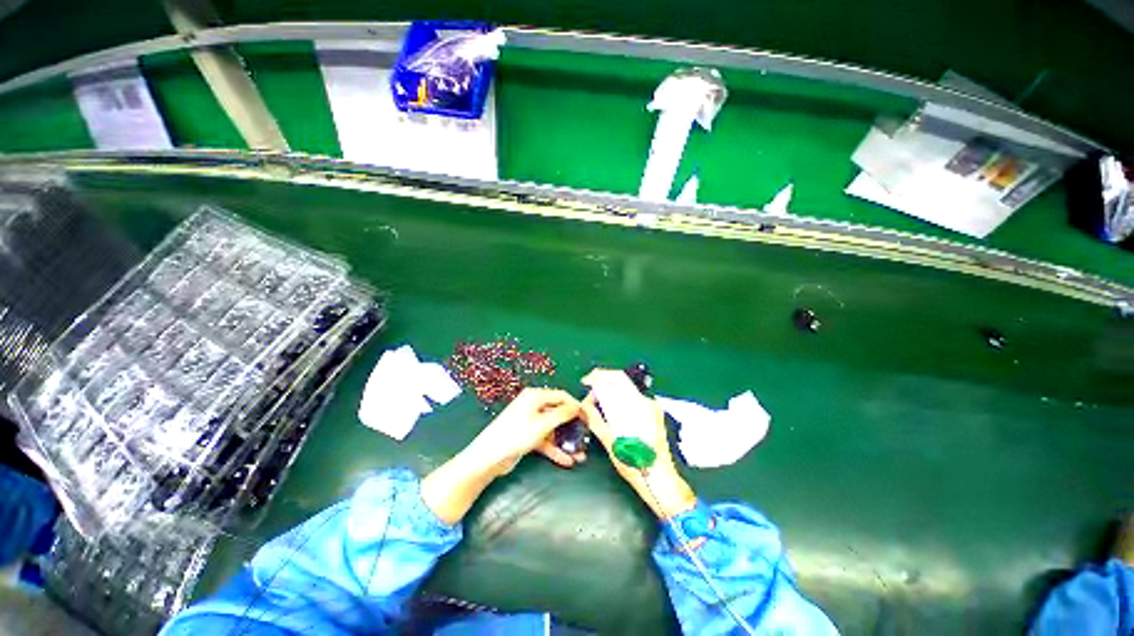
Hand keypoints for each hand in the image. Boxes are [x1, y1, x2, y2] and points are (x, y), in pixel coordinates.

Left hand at [467, 387, 586, 474]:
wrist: (488, 458)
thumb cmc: (516, 435)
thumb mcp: (543, 424)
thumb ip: (562, 414)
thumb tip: (578, 406)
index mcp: (535, 396)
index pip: (562, 396)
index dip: (576, 406)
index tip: (589, 418)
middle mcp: (533, 405)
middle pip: (558, 413)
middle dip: (572, 426)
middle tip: (586, 437)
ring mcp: (530, 421)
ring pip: (553, 428)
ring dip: (566, 440)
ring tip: (580, 454)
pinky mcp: (527, 435)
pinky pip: (545, 439)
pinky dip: (555, 448)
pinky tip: (567, 460)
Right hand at [580, 369, 695, 518]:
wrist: (662, 482)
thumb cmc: (636, 465)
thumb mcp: (611, 443)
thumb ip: (596, 420)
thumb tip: (584, 405)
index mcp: (638, 406)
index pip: (617, 377)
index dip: (598, 375)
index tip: (586, 382)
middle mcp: (647, 402)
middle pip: (621, 382)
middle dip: (602, 385)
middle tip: (590, 398)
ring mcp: (652, 408)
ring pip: (626, 391)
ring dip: (609, 393)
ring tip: (597, 406)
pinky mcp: (653, 415)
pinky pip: (632, 400)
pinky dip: (618, 402)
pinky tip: (610, 413)